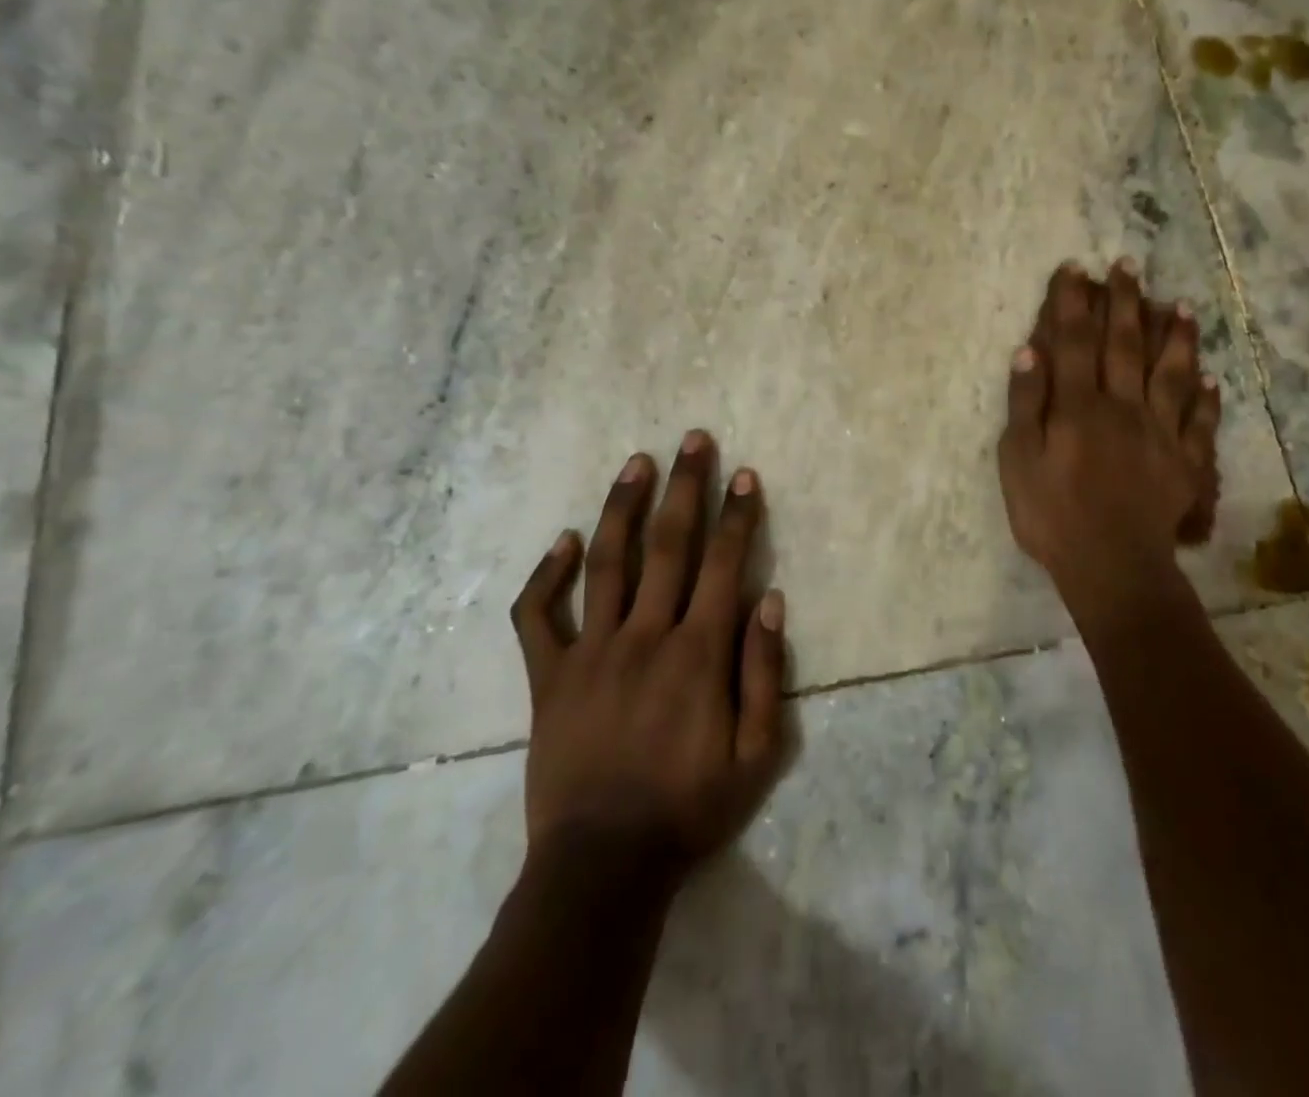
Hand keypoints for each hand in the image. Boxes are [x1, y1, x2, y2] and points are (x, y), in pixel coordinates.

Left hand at [509, 431, 786, 888]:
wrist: (602, 868)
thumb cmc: (690, 809)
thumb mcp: (756, 754)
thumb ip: (765, 672)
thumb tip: (770, 599)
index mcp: (698, 653)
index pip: (724, 564)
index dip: (737, 515)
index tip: (744, 475)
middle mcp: (645, 636)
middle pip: (669, 545)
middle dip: (686, 487)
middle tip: (693, 440)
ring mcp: (590, 653)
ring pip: (606, 563)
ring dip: (623, 507)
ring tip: (636, 463)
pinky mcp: (548, 678)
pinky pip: (538, 617)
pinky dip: (546, 576)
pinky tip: (562, 541)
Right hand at [997, 260, 1221, 613]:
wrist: (1112, 567)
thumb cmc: (1052, 515)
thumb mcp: (1018, 462)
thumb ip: (1025, 405)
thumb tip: (1029, 352)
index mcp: (1079, 406)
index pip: (1074, 342)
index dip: (1073, 303)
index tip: (1075, 268)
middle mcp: (1122, 407)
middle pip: (1124, 345)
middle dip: (1124, 302)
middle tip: (1128, 265)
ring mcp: (1160, 433)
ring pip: (1170, 373)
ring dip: (1174, 336)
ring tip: (1180, 304)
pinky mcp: (1185, 462)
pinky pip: (1199, 421)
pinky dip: (1206, 396)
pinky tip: (1210, 377)